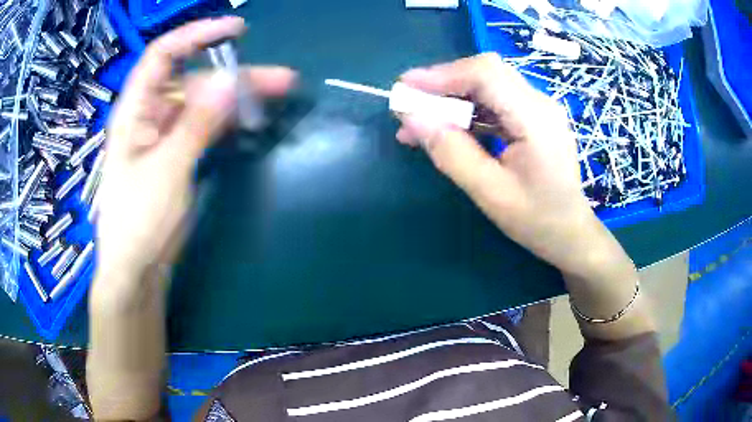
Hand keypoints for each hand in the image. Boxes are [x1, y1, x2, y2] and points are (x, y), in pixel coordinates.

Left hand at [94, 18, 296, 288]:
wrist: (137, 268)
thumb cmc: (138, 221)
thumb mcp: (166, 170)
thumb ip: (197, 124)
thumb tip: (231, 80)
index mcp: (135, 110)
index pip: (163, 55)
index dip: (197, 35)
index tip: (235, 30)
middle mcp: (150, 114)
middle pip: (193, 79)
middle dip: (234, 74)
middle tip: (279, 79)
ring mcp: (165, 134)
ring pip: (203, 102)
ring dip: (237, 97)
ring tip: (277, 95)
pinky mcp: (178, 153)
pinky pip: (205, 125)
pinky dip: (228, 119)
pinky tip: (251, 118)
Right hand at [395, 53, 607, 276]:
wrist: (571, 233)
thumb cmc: (537, 220)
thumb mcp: (491, 193)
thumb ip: (452, 153)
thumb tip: (412, 117)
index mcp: (536, 120)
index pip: (486, 75)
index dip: (442, 74)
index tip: (404, 87)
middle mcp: (540, 103)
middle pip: (486, 73)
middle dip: (443, 84)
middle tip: (409, 105)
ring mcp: (538, 109)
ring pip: (488, 85)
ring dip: (452, 98)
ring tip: (420, 123)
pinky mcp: (533, 118)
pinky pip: (495, 102)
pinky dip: (467, 111)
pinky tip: (448, 129)